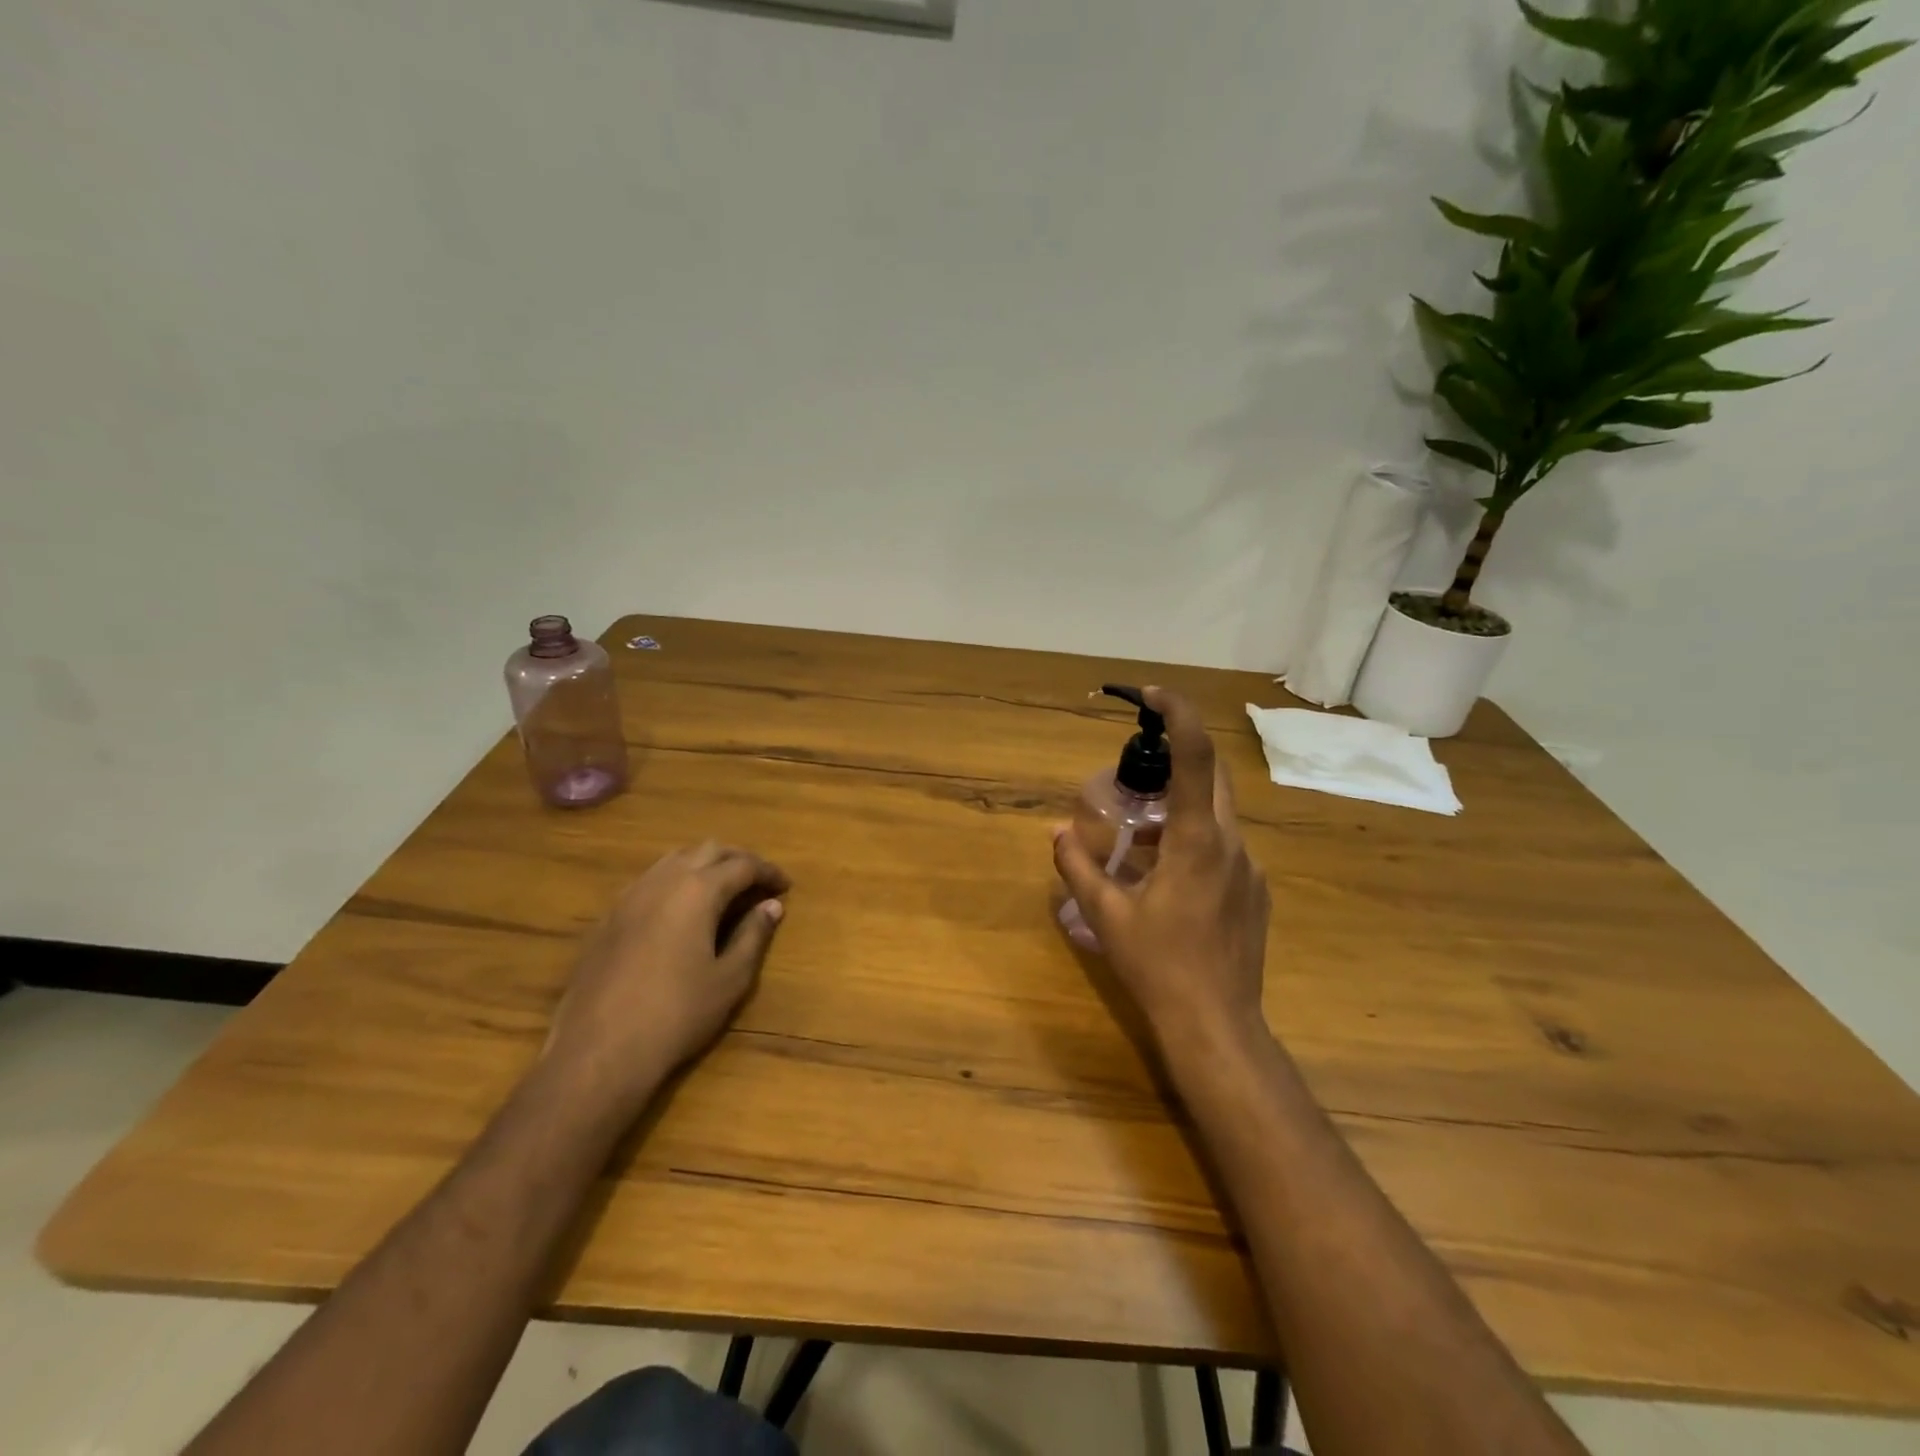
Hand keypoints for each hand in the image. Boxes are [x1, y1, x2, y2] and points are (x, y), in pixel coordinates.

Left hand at [543, 841, 789, 1116]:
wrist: (598, 1052)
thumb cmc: (676, 1015)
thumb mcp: (730, 979)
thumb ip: (754, 936)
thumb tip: (771, 906)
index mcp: (698, 890)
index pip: (742, 865)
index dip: (768, 872)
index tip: (785, 886)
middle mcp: (662, 881)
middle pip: (707, 850)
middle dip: (737, 860)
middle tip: (757, 881)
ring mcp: (629, 897)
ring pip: (673, 860)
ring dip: (703, 865)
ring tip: (722, 890)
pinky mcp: (607, 918)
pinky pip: (648, 881)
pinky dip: (674, 882)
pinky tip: (680, 911)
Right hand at [1053, 687, 1270, 1055]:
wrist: (1218, 1026)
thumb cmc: (1158, 966)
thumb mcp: (1106, 915)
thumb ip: (1076, 867)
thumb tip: (1057, 833)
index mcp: (1198, 840)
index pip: (1196, 757)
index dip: (1178, 714)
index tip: (1152, 695)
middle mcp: (1232, 844)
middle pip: (1213, 778)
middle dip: (1176, 761)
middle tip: (1136, 774)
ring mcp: (1250, 870)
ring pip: (1219, 816)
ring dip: (1182, 808)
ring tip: (1141, 837)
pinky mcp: (1256, 893)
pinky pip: (1224, 847)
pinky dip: (1195, 841)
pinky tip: (1167, 879)